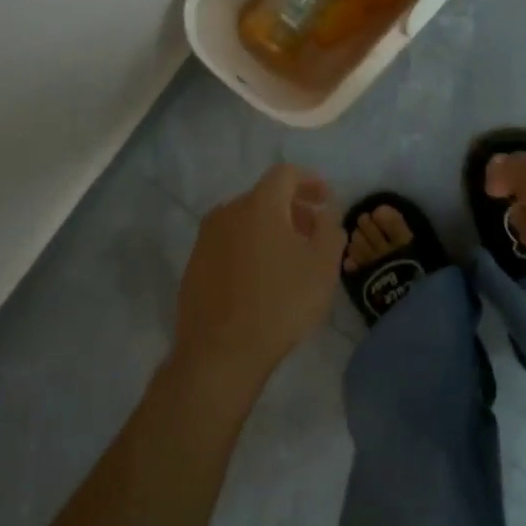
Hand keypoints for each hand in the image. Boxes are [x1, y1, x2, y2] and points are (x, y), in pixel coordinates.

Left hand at [171, 164, 345, 391]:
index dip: (310, 180)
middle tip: (313, 230)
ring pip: (244, 220)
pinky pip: (229, 243)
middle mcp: (227, 212)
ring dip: (270, 228)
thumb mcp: (322, 267)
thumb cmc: (280, 304)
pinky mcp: (194, 265)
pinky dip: (249, 247)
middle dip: (292, 207)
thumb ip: (330, 229)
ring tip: (289, 256)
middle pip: (264, 196)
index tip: (326, 198)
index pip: (285, 173)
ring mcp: (206, 239)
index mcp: (259, 205)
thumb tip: (326, 211)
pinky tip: (261, 277)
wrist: (220, 352)